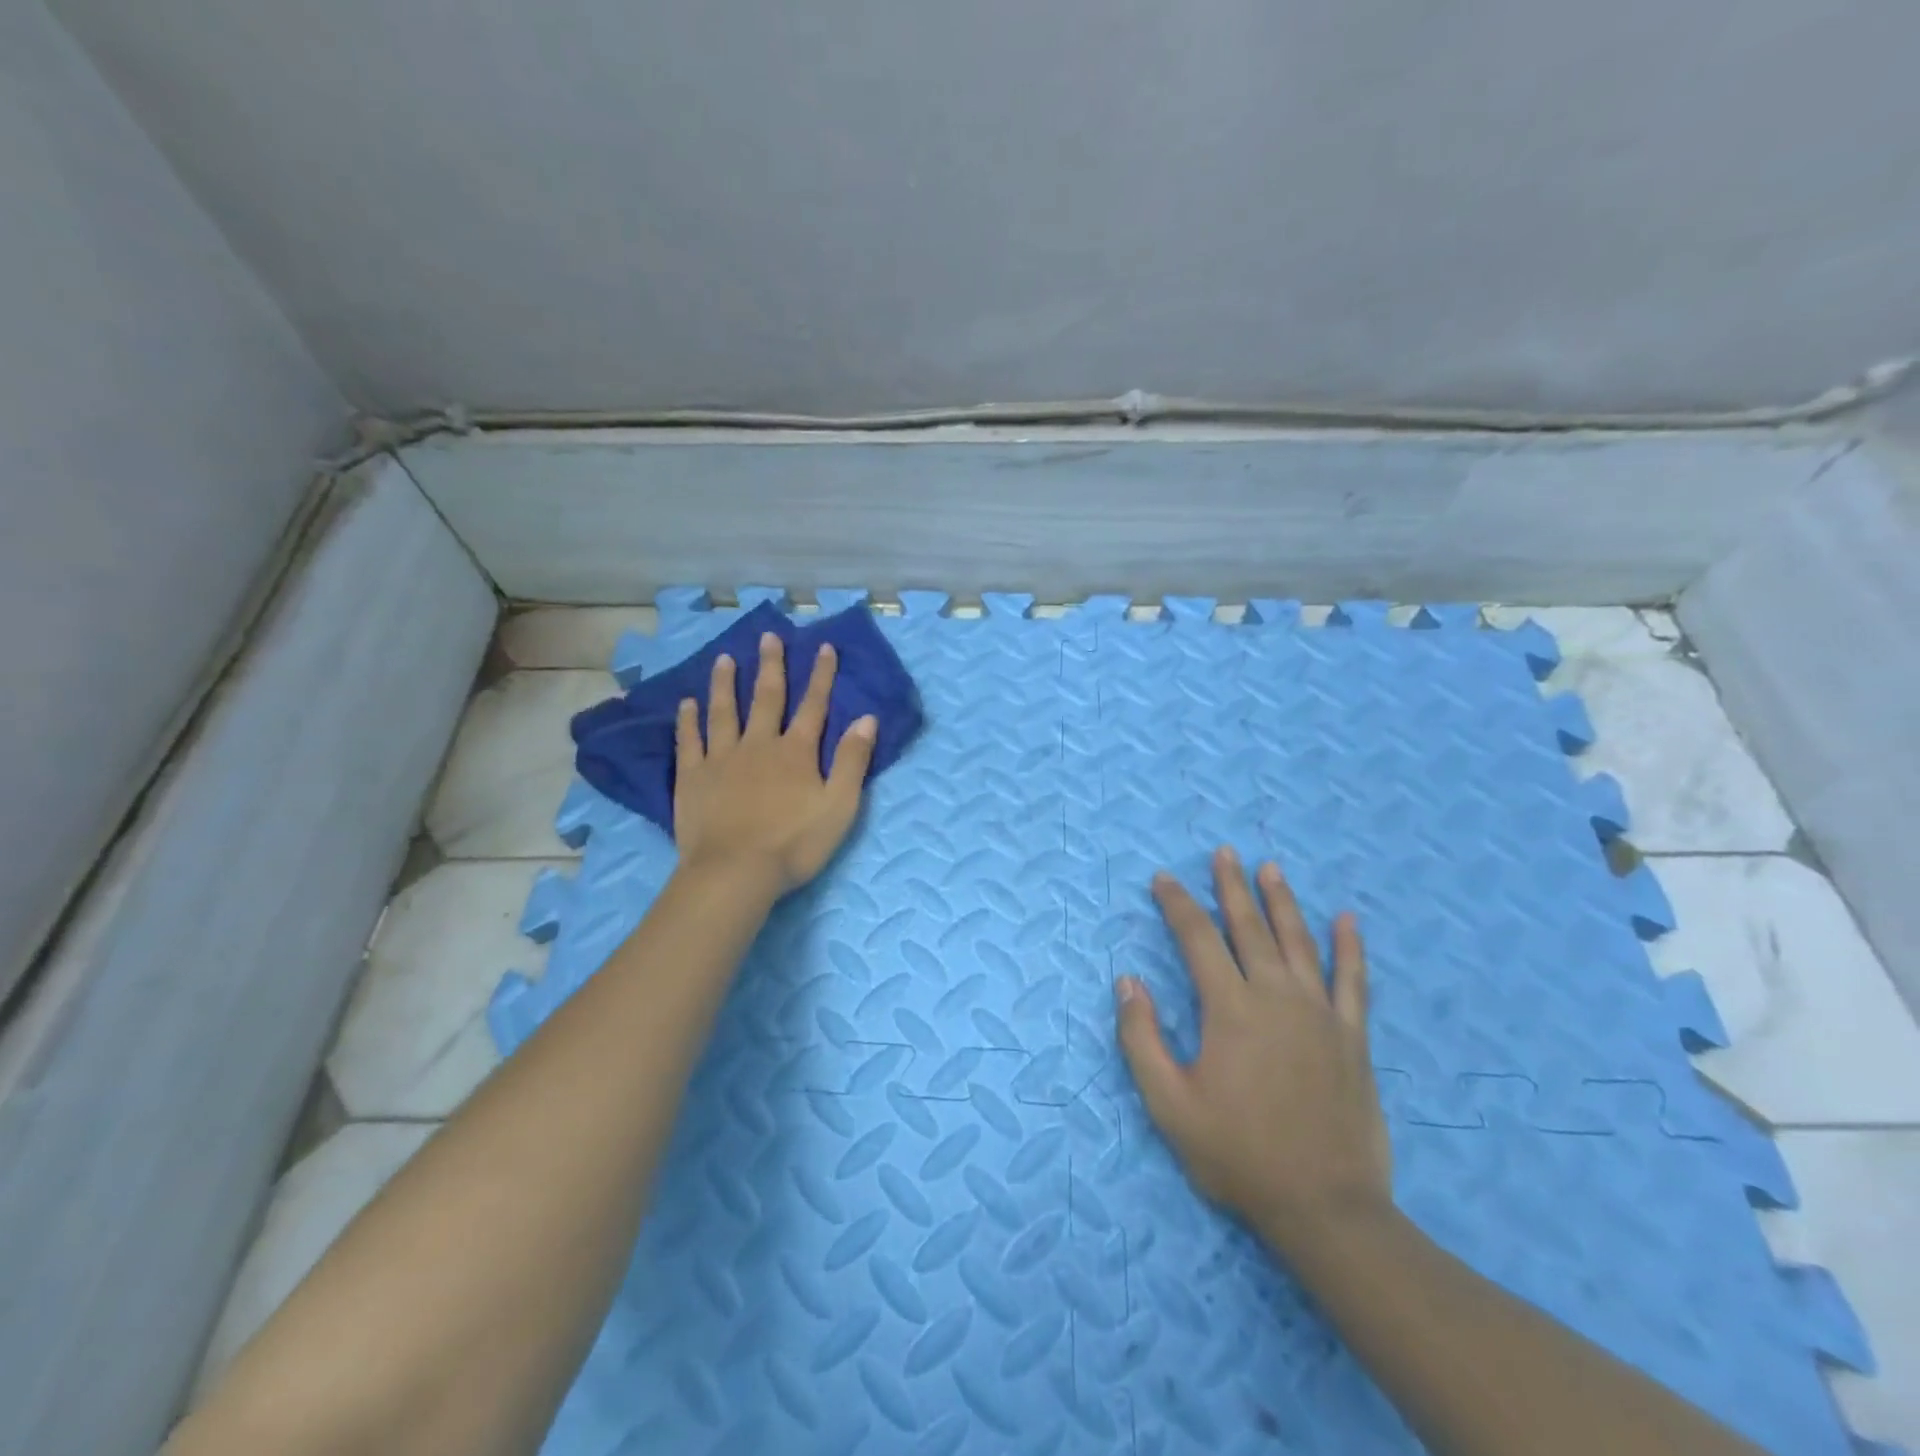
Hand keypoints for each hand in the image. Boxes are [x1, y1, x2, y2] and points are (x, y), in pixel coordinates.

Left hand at [673, 632, 876, 895]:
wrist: (735, 871)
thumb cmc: (795, 843)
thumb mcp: (840, 806)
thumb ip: (853, 761)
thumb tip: (866, 718)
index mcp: (796, 752)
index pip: (813, 705)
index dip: (821, 675)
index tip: (823, 647)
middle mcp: (759, 744)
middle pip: (766, 698)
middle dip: (771, 666)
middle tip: (768, 637)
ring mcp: (721, 758)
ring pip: (724, 711)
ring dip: (726, 683)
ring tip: (725, 659)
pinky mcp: (693, 777)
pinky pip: (690, 741)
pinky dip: (688, 720)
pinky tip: (686, 704)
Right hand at [1115, 847, 1392, 1255]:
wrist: (1325, 1208)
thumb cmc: (1238, 1154)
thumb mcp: (1168, 1104)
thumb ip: (1141, 1038)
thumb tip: (1127, 980)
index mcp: (1230, 1008)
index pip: (1197, 938)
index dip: (1177, 904)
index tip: (1163, 878)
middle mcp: (1276, 996)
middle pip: (1249, 927)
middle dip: (1231, 886)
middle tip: (1224, 852)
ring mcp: (1320, 1013)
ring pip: (1298, 941)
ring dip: (1282, 901)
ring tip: (1270, 868)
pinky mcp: (1352, 1036)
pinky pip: (1353, 980)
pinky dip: (1349, 947)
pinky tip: (1347, 920)